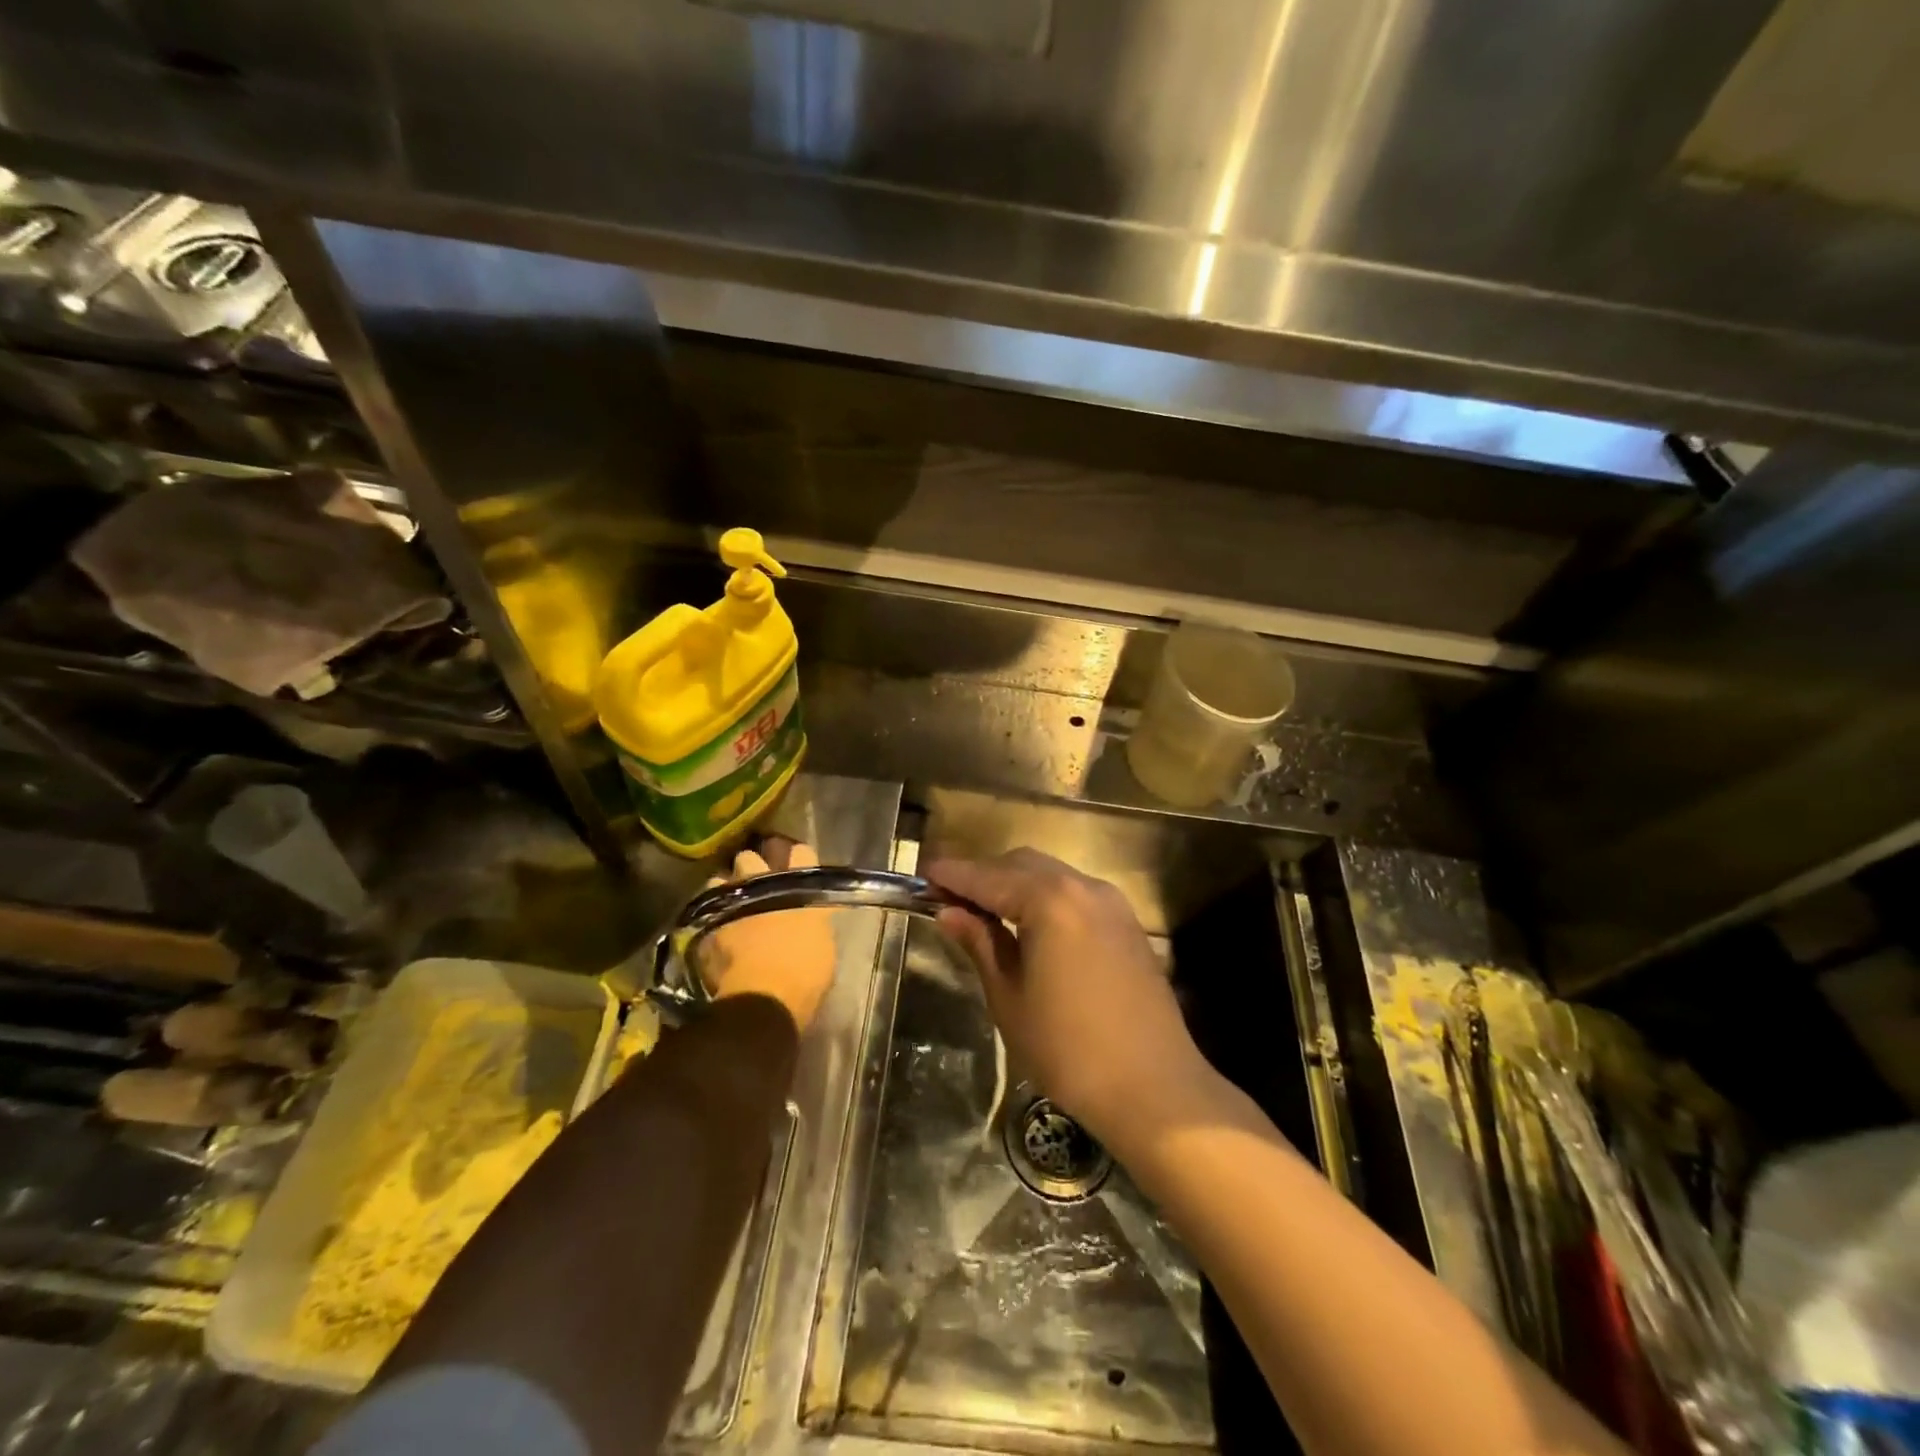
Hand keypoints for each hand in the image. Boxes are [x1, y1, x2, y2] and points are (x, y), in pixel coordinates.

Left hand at [697, 838, 837, 1032]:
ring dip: (723, 889)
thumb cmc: (806, 973)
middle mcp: (765, 886)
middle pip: (751, 858)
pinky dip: (711, 920)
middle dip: (751, 866)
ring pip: (719, 880)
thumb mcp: (823, 944)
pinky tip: (715, 930)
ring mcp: (733, 905)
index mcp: (800, 888)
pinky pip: (706, 914)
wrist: (765, 999)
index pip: (802, 854)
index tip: (797, 863)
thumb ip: (813, 923)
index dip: (799, 858)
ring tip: (728, 902)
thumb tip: (807, 921)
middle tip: (755, 879)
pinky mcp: (708, 928)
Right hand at [925, 849, 1216, 1156]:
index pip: (987, 876)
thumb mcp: (1009, 998)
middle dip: (983, 875)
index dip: (952, 875)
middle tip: (950, 898)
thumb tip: (949, 912)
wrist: (1155, 1088)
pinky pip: (1075, 893)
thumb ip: (980, 943)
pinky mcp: (1127, 923)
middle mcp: (1082, 887)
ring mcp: (1111, 903)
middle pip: (1021, 864)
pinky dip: (1045, 897)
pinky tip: (1029, 925)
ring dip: (1015, 883)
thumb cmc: (1068, 1049)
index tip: (923, 875)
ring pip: (1051, 874)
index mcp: (1049, 901)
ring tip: (984, 911)